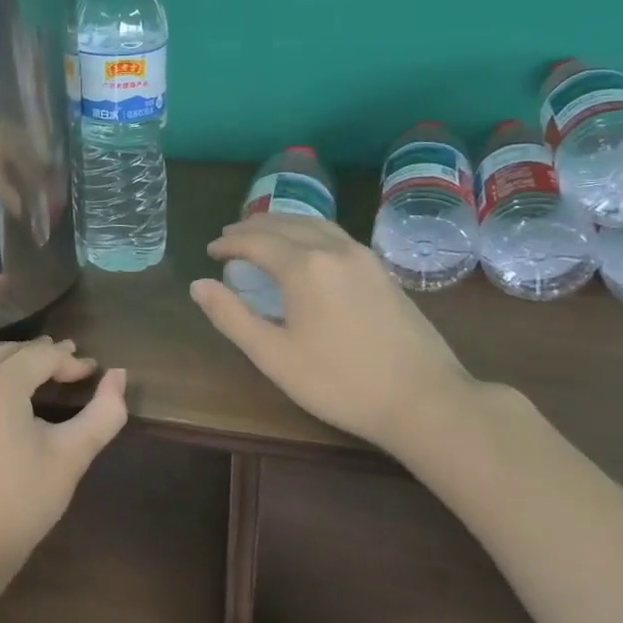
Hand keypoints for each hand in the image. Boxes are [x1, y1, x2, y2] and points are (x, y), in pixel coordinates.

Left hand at [0, 336, 128, 584]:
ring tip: (39, 367)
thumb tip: (119, 375)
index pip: (43, 356)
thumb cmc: (21, 501)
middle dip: (45, 354)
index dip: (72, 362)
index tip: (94, 374)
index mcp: (1, 383)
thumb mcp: (71, 457)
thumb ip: (103, 413)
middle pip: (14, 350)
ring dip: (14, 355)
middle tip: (73, 366)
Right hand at [190, 215, 476, 455]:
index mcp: (304, 266)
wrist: (424, 399)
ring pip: (314, 223)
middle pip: (284, 224)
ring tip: (261, 236)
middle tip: (228, 238)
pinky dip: (307, 232)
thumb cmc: (340, 382)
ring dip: (281, 224)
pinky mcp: (382, 270)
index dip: (229, 243)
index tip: (210, 251)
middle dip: (251, 228)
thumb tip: (198, 285)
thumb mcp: (274, 355)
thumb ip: (232, 316)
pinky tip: (305, 250)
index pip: (256, 241)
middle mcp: (334, 249)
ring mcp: (364, 256)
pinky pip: (335, 235)